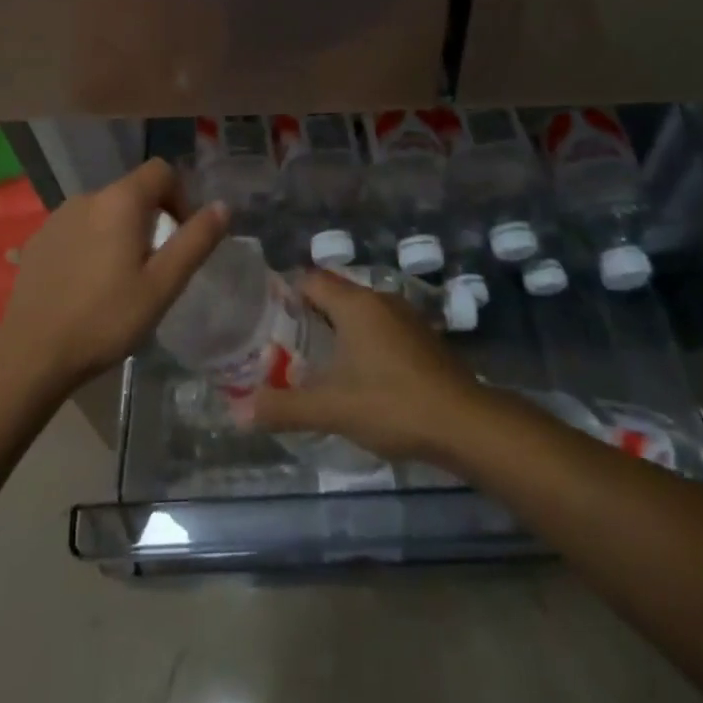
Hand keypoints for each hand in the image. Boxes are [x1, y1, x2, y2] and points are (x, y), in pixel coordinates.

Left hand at [0, 158, 227, 393]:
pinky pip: (77, 229)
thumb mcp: (162, 285)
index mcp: (120, 201)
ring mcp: (57, 217)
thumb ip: (195, 241)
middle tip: (154, 266)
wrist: (31, 354)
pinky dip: (92, 244)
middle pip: (132, 192)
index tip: (180, 235)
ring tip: (120, 279)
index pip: (161, 171)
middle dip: (151, 219)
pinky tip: (87, 285)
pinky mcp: (37, 240)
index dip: (180, 197)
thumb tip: (222, 206)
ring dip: (120, 232)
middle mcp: (87, 197)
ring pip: (104, 212)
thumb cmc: (106, 318)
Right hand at [248, 271, 486, 463]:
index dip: (286, 294)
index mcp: (355, 303)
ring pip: (360, 312)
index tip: (266, 320)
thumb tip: (237, 413)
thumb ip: (284, 408)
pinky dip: (364, 343)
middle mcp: (380, 299)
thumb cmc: (393, 404)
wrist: (466, 423)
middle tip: (283, 345)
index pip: (310, 279)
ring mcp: (406, 317)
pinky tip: (358, 375)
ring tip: (315, 362)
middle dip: (309, 316)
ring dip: (338, 331)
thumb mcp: (332, 408)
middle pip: (334, 294)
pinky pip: (381, 328)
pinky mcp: (423, 338)